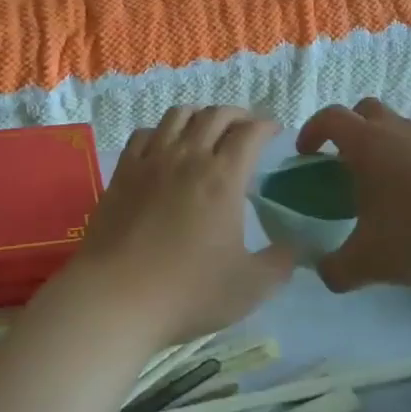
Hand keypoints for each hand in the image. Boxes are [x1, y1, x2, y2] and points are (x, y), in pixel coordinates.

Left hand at [67, 107, 296, 344]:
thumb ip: (280, 263)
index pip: (250, 133)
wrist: (116, 296)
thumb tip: (294, 247)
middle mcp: (188, 157)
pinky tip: (163, 146)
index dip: (266, 126)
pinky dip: (161, 131)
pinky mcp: (123, 171)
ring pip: (178, 116)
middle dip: (237, 114)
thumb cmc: (188, 292)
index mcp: (223, 177)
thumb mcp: (250, 287)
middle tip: (246, 127)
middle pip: (215, 115)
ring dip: (199, 115)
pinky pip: (144, 134)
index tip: (274, 132)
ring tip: (207, 127)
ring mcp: (151, 160)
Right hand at [296, 98, 410, 292]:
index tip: (307, 152)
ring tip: (399, 181)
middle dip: (353, 129)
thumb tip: (323, 272)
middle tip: (351, 163)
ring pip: (406, 125)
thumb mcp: (371, 262)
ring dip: (394, 143)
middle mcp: (400, 129)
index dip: (313, 130)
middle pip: (367, 110)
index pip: (330, 118)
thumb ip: (337, 269)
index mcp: (367, 145)